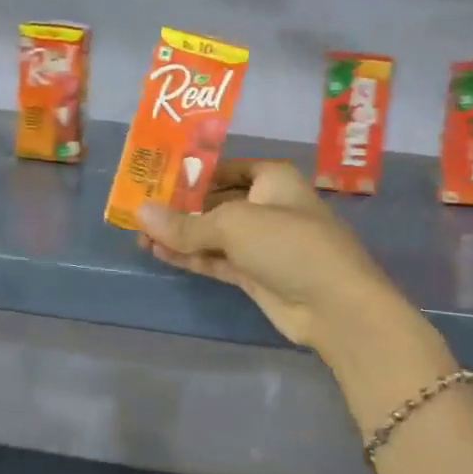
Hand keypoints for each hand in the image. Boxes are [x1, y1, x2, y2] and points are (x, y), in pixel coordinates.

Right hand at [135, 160, 400, 354]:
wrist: (334, 305)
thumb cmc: (288, 243)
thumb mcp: (232, 225)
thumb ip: (184, 223)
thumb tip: (139, 214)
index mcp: (272, 179)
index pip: (225, 168)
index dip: (192, 172)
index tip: (155, 177)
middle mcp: (267, 205)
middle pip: (216, 201)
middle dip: (180, 207)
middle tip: (139, 210)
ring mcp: (261, 243)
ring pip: (213, 233)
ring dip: (180, 234)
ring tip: (139, 235)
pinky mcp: (255, 274)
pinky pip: (216, 259)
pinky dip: (190, 256)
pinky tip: (158, 252)